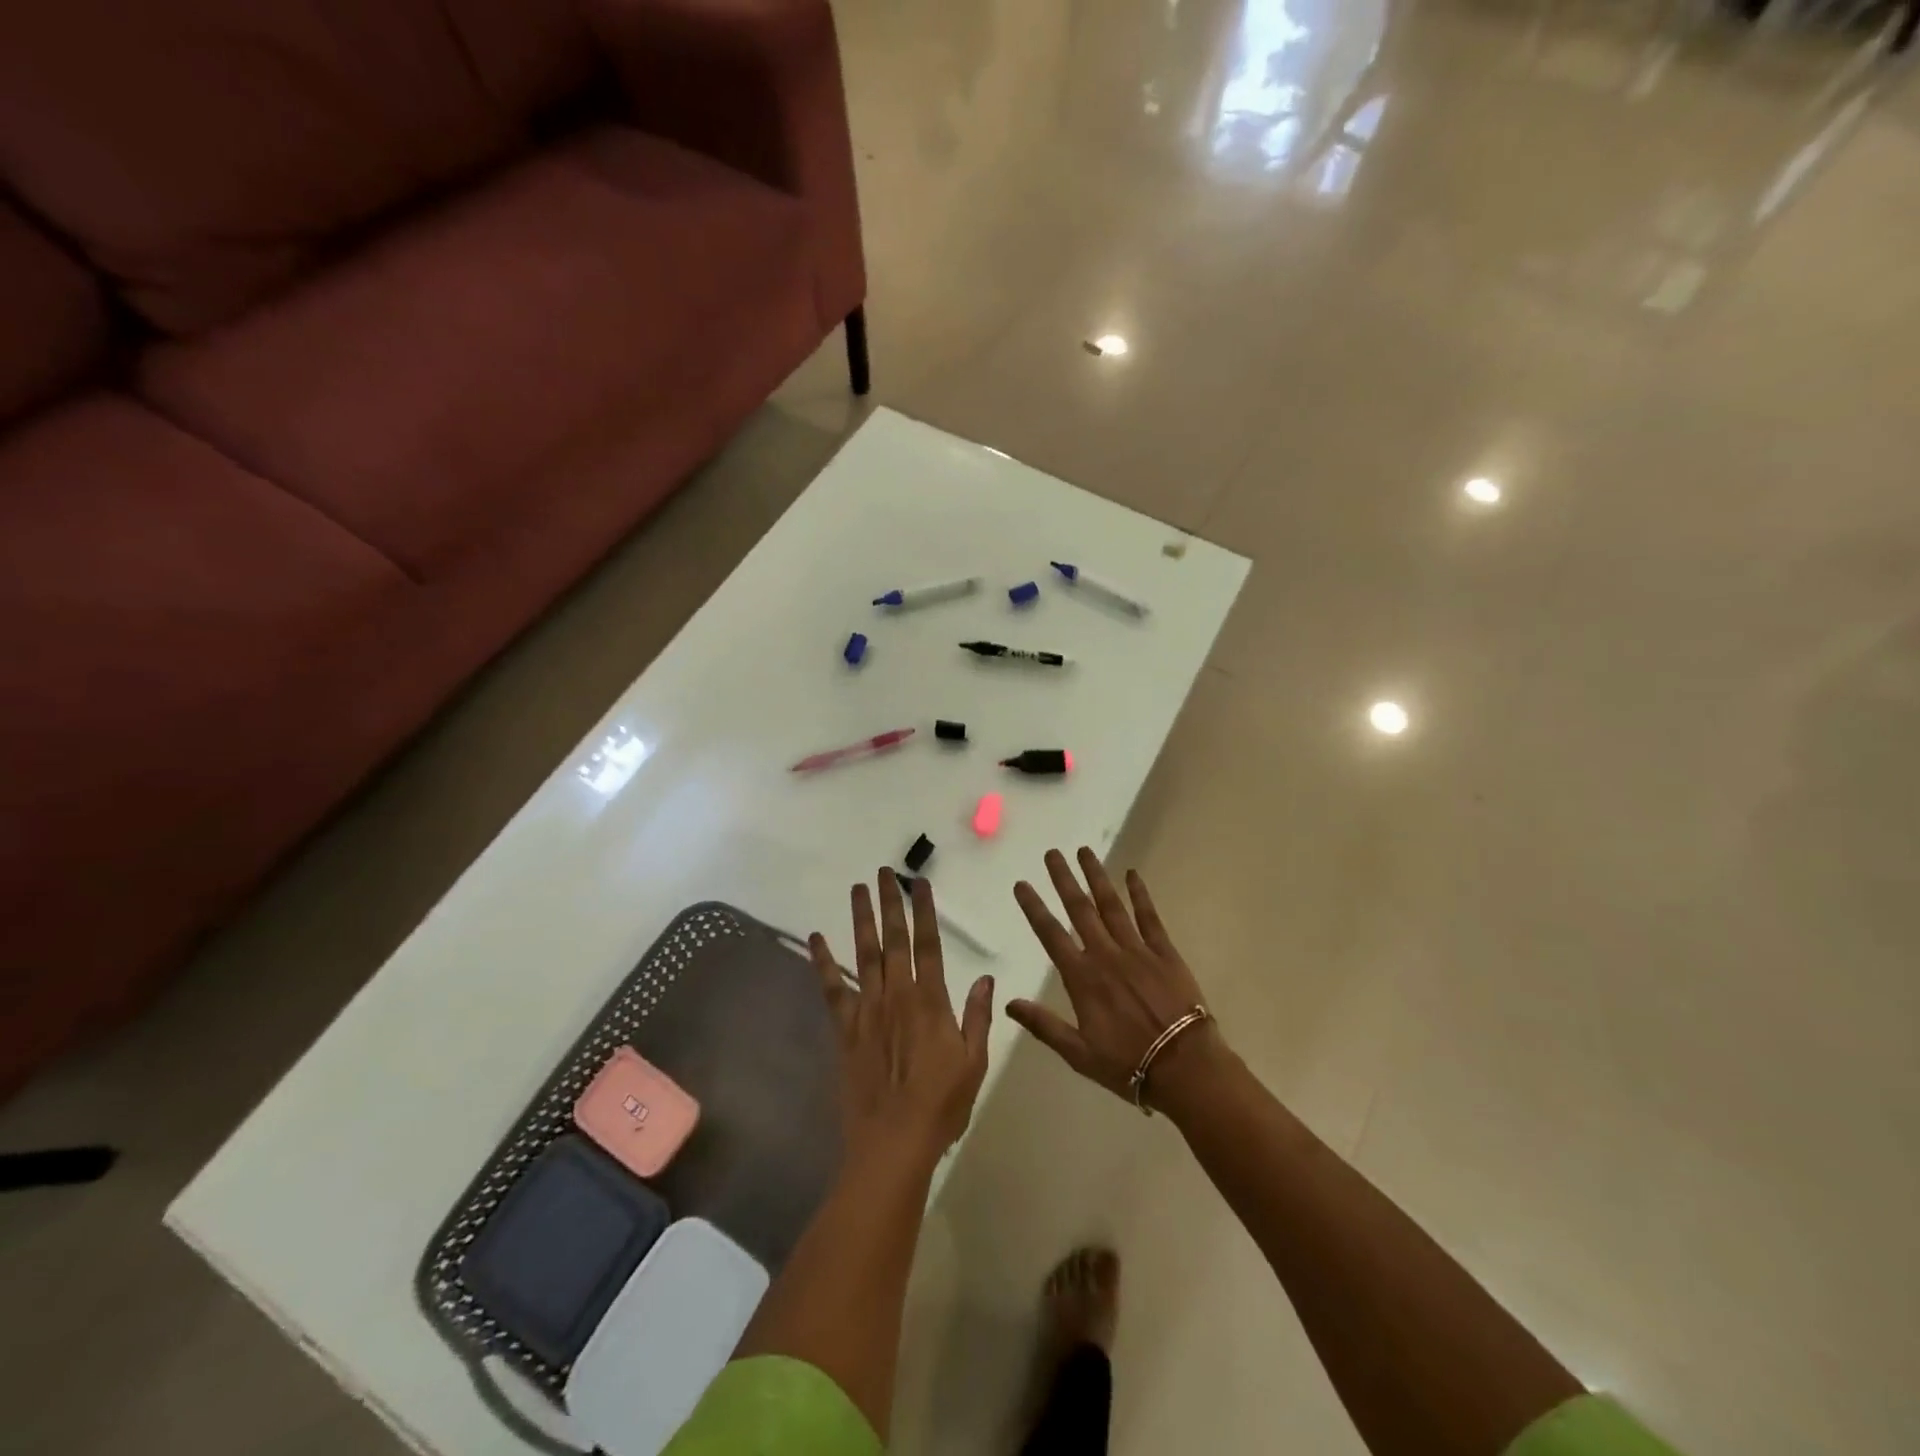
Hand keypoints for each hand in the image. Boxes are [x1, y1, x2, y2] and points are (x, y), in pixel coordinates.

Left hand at [809, 869, 995, 1168]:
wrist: (893, 1142)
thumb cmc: (941, 1104)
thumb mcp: (974, 1062)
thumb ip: (978, 1016)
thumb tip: (986, 977)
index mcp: (931, 1001)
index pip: (929, 944)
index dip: (925, 911)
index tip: (920, 884)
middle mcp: (897, 995)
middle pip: (893, 940)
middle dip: (890, 903)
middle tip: (884, 872)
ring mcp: (867, 1010)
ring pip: (864, 954)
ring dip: (861, 919)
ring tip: (858, 889)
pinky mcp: (845, 1029)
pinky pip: (832, 989)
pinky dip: (823, 962)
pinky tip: (816, 939)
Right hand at [1007, 848, 1218, 1107]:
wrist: (1185, 1067)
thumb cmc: (1128, 1064)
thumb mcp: (1078, 1053)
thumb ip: (1044, 1025)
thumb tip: (1009, 1002)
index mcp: (1083, 978)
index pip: (1051, 934)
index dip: (1034, 907)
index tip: (1022, 884)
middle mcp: (1106, 955)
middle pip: (1080, 910)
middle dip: (1064, 879)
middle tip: (1052, 853)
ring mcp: (1137, 950)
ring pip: (1112, 905)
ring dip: (1097, 877)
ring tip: (1084, 851)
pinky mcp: (1164, 952)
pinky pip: (1149, 917)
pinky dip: (1140, 894)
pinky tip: (1132, 874)